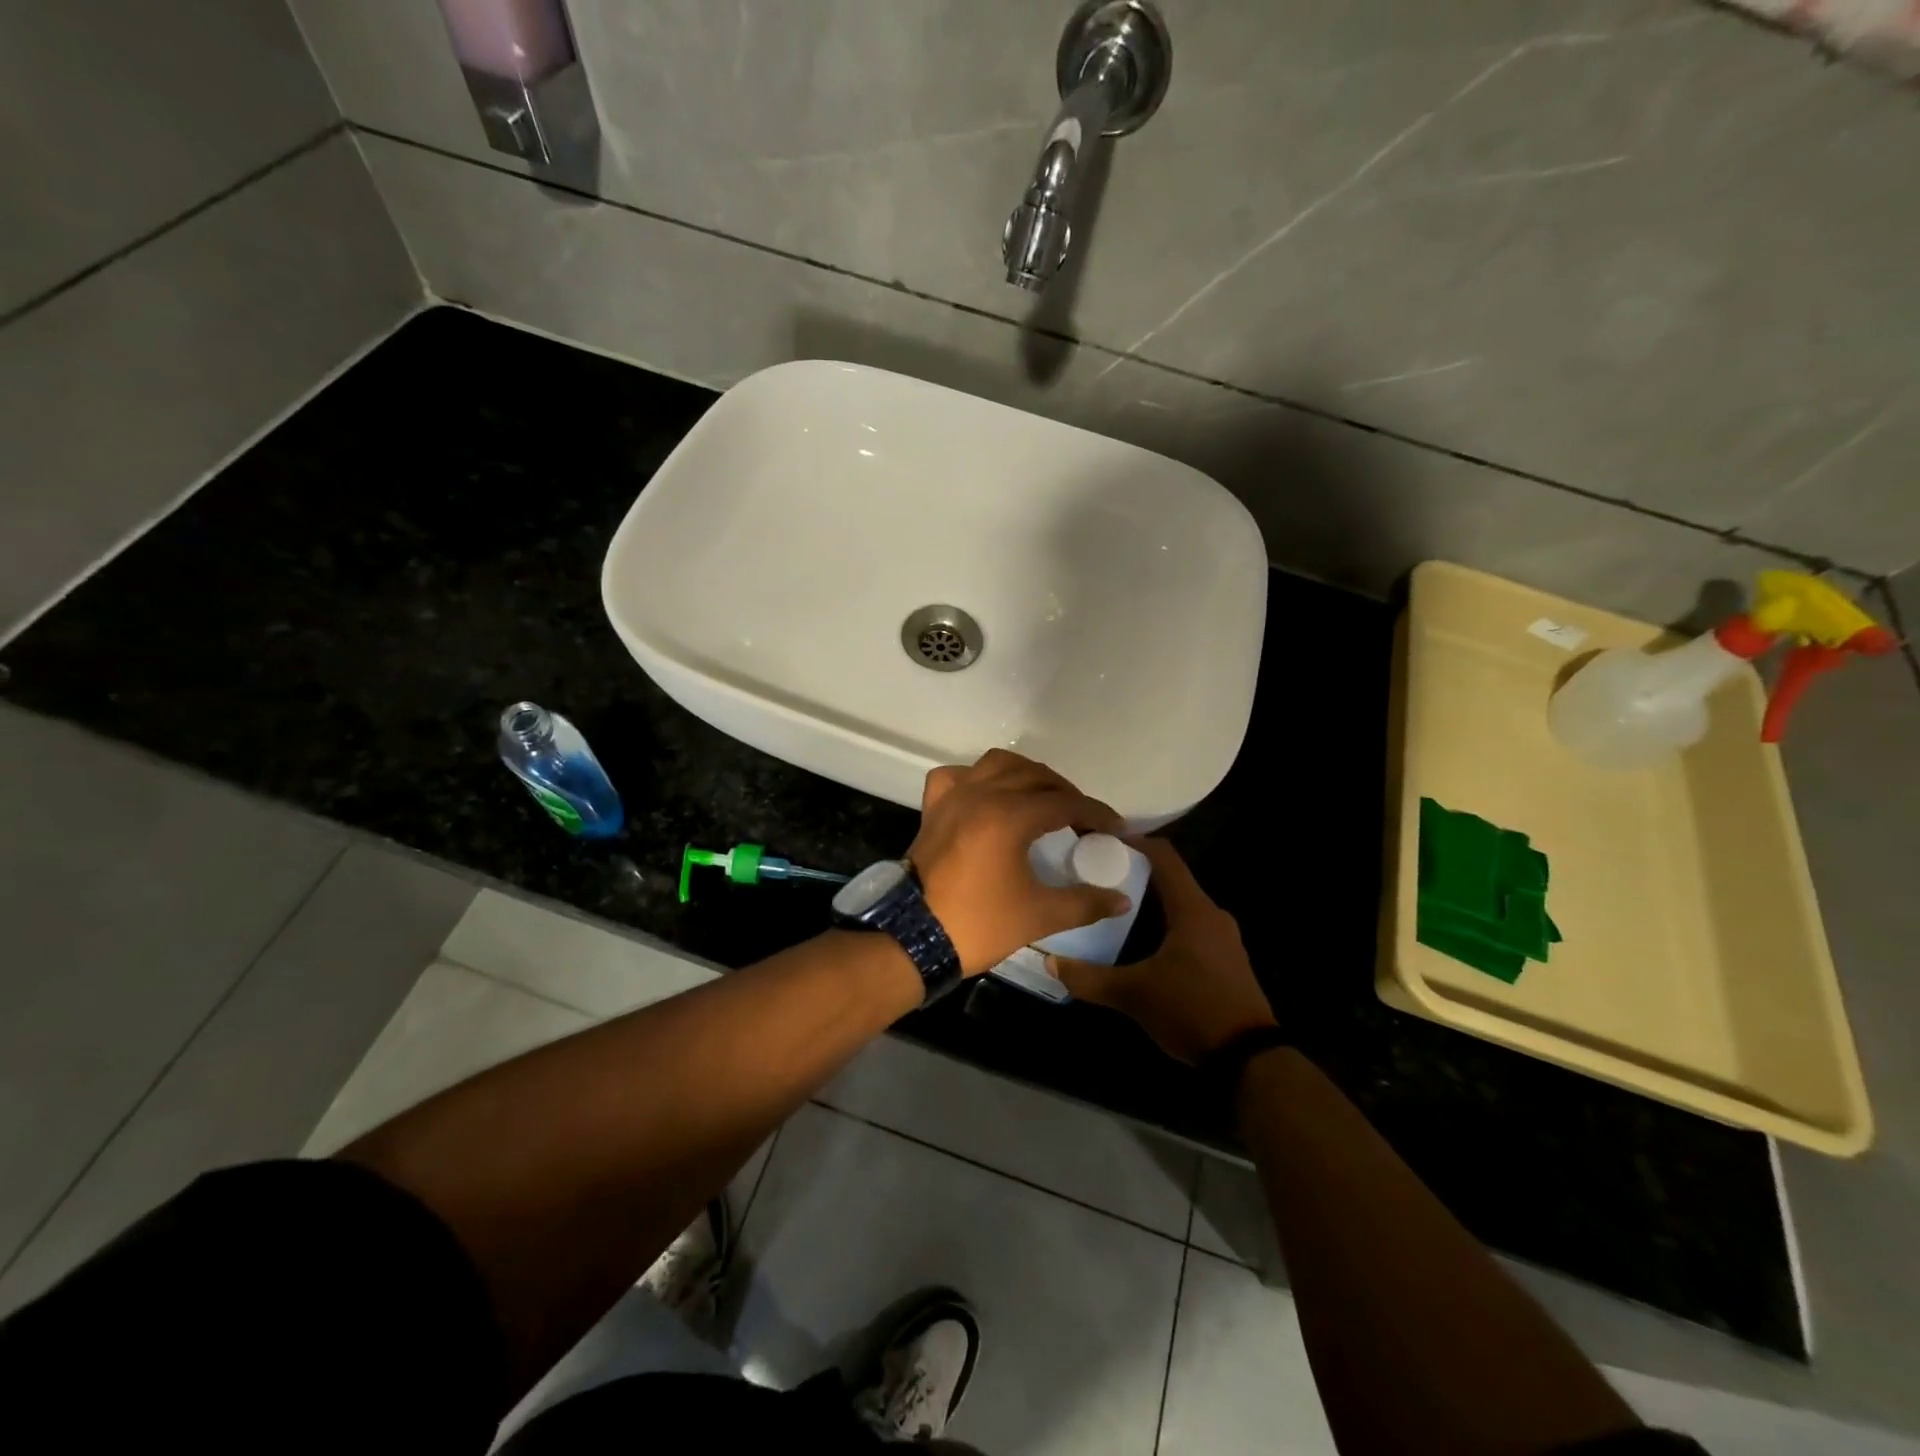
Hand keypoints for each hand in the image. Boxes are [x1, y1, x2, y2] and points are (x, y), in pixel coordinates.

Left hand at [909, 749, 1128, 976]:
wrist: (913, 937)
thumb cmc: (979, 924)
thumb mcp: (1039, 916)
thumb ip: (1085, 903)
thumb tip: (1122, 900)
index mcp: (1009, 816)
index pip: (1065, 803)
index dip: (1095, 813)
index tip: (1115, 828)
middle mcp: (981, 794)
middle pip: (1035, 777)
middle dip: (1065, 793)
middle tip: (1083, 819)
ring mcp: (953, 797)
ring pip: (997, 765)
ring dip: (1026, 775)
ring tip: (1042, 799)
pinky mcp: (933, 808)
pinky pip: (957, 776)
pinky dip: (977, 778)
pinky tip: (988, 795)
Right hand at [1050, 838, 1276, 1063]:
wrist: (1250, 1059)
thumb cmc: (1191, 1010)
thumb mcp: (1133, 994)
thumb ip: (1089, 978)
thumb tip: (1050, 961)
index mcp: (1193, 910)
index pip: (1165, 857)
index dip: (1136, 842)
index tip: (1103, 841)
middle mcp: (1212, 915)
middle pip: (1173, 878)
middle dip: (1138, 872)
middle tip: (1101, 875)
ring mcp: (1224, 938)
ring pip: (1183, 904)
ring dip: (1153, 900)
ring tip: (1116, 906)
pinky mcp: (1227, 959)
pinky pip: (1192, 925)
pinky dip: (1167, 922)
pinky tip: (1144, 940)